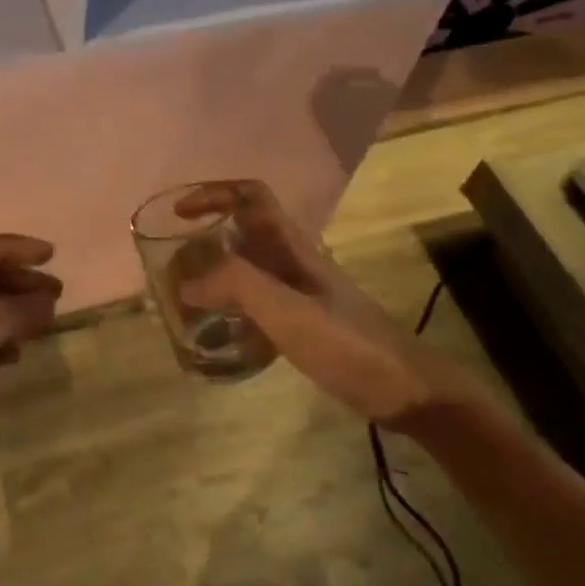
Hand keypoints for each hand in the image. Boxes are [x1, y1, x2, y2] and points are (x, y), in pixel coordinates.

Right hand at [175, 181, 471, 425]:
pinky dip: (233, 309)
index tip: (179, 214)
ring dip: (216, 275)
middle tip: (174, 268)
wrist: (410, 391)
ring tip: (187, 300)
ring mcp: (301, 292)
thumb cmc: (349, 344)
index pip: (249, 196)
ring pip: (248, 269)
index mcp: (291, 246)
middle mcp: (293, 261)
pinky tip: (221, 335)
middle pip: (242, 232)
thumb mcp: (288, 311)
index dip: (212, 194)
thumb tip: (186, 281)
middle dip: (204, 240)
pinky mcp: (306, 322)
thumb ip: (237, 287)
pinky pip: (258, 303)